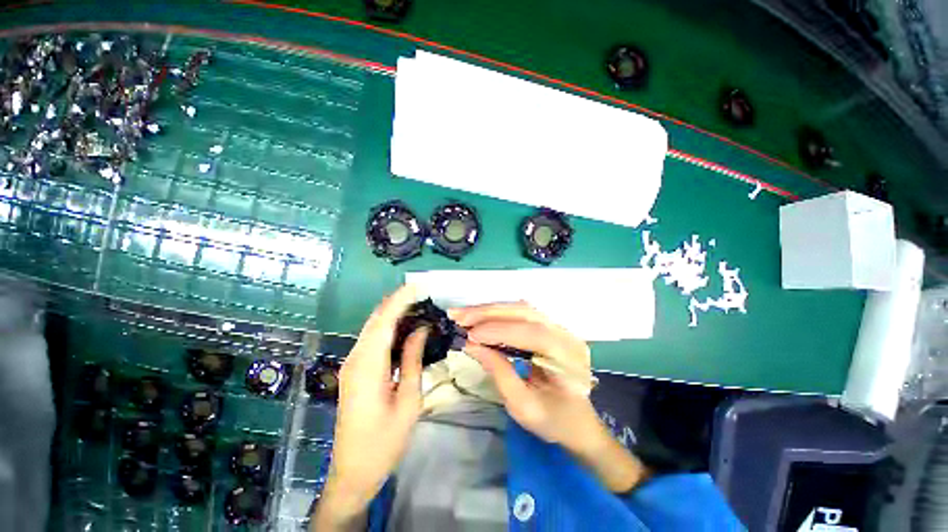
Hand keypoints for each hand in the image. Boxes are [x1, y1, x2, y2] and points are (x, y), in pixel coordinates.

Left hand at [313, 285, 427, 530]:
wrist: (353, 472)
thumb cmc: (385, 440)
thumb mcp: (408, 400)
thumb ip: (412, 360)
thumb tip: (421, 330)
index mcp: (368, 367)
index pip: (384, 322)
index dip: (399, 301)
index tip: (416, 287)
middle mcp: (355, 360)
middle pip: (374, 321)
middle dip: (395, 302)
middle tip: (420, 292)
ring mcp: (351, 365)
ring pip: (371, 329)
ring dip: (391, 313)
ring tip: (415, 304)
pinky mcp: (354, 371)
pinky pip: (371, 340)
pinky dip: (386, 328)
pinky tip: (403, 327)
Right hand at [452, 302, 649, 492]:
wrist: (577, 420)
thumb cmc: (553, 420)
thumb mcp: (523, 406)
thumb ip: (499, 372)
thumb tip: (471, 345)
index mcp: (569, 358)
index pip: (533, 334)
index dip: (499, 331)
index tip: (469, 334)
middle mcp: (567, 334)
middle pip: (525, 313)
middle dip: (488, 313)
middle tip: (458, 316)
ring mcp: (559, 326)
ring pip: (521, 308)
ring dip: (489, 310)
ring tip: (463, 314)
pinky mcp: (548, 325)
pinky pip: (521, 312)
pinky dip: (497, 313)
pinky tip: (480, 316)